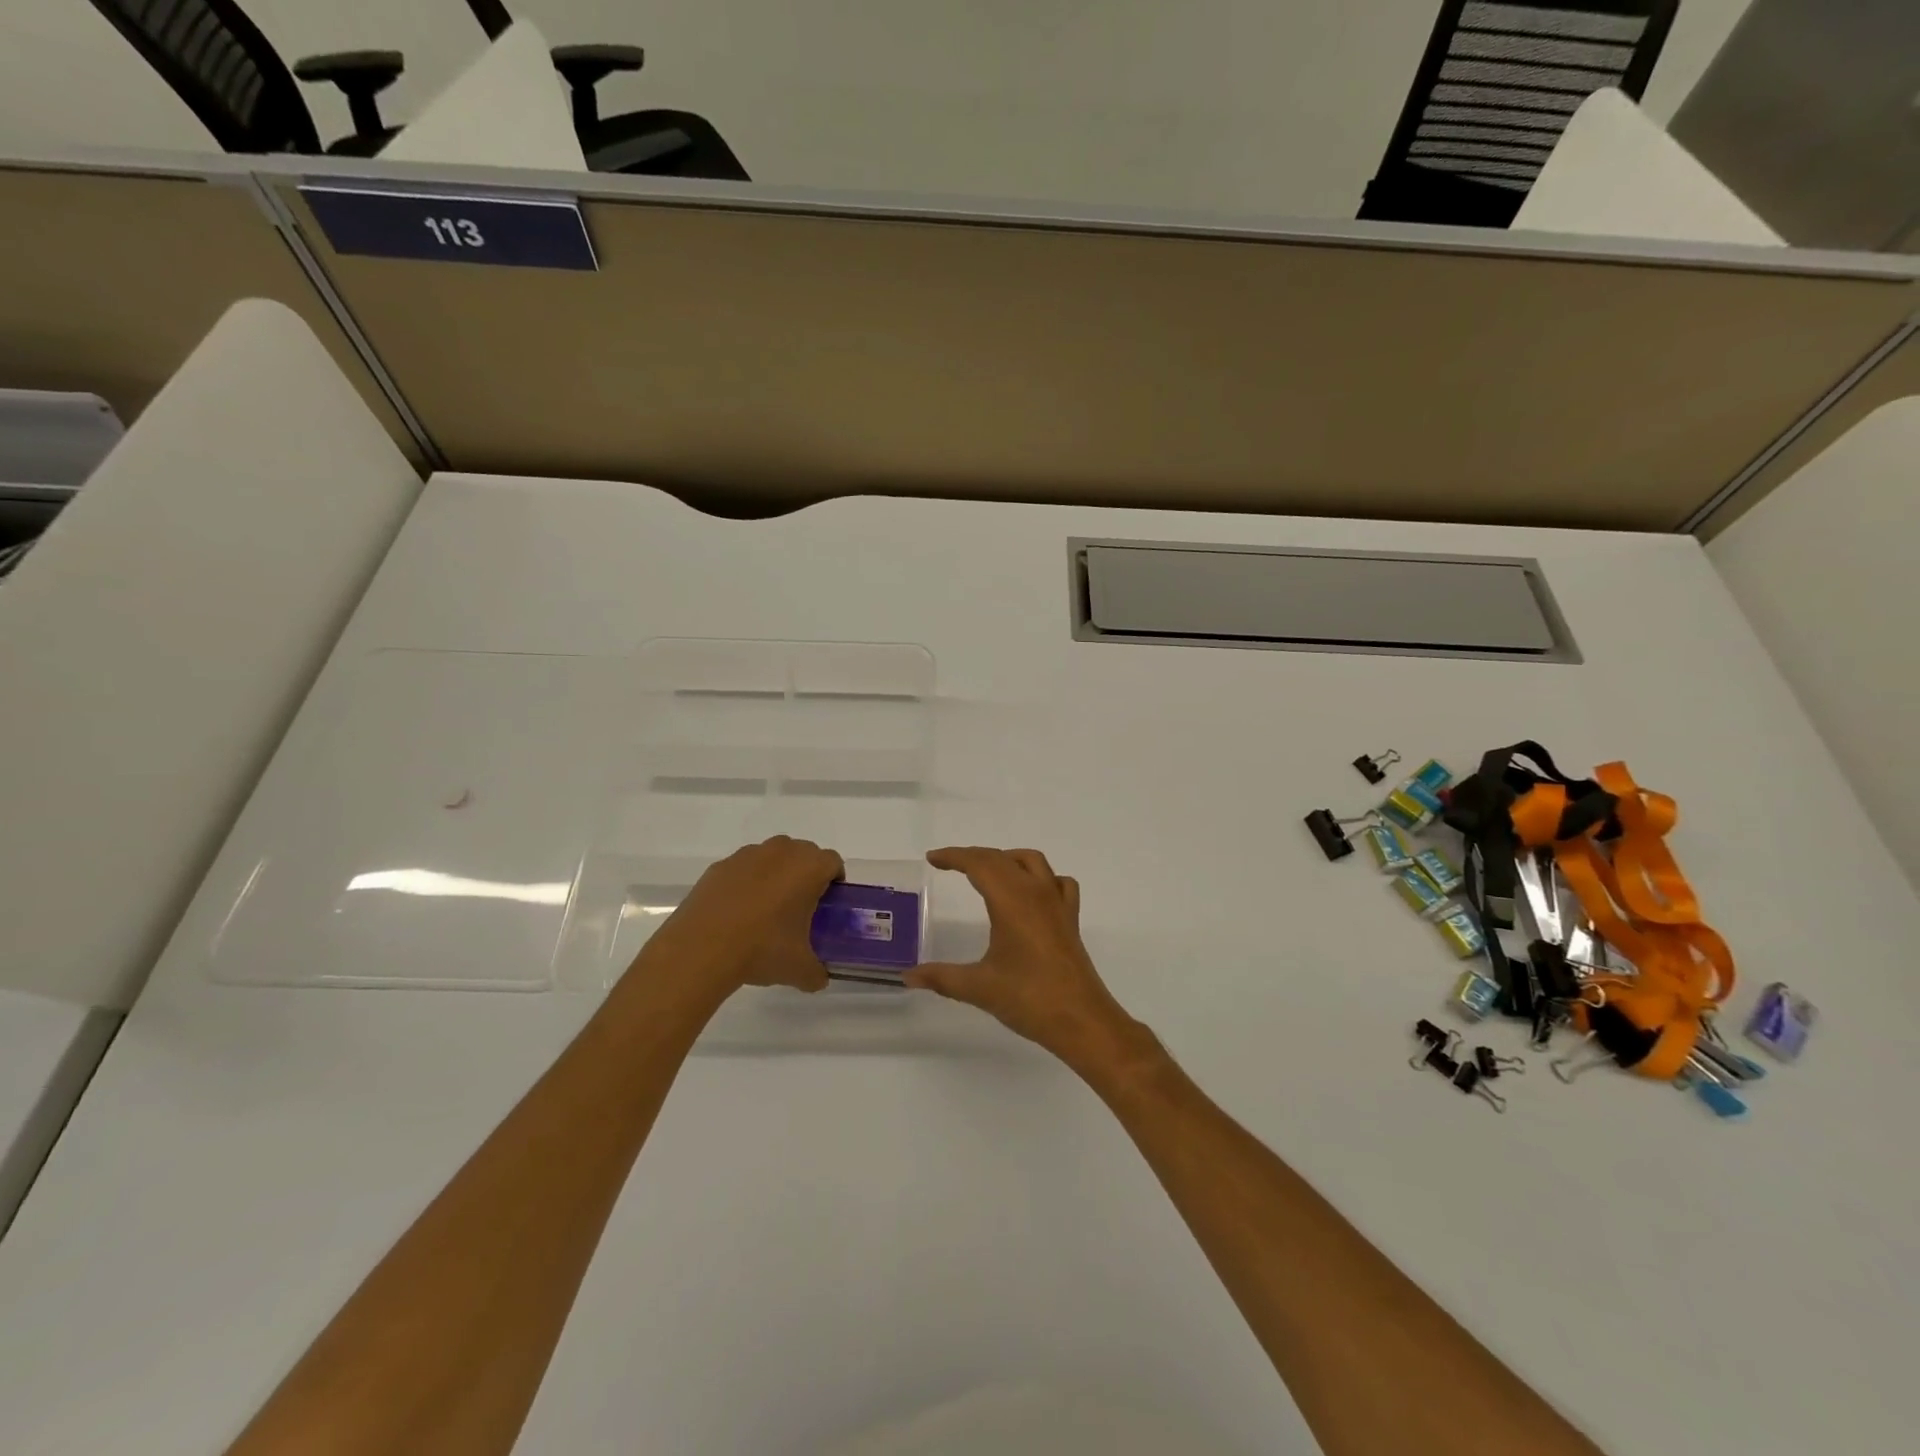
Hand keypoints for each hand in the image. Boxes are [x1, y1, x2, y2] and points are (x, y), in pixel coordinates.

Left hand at [633, 836, 843, 997]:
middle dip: (805, 874)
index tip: (827, 904)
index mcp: (808, 868)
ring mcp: (747, 855)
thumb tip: (819, 977)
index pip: (833, 862)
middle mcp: (781, 852)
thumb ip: (817, 972)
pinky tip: (737, 913)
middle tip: (800, 907)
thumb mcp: (799, 969)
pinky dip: (746, 883)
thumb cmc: (762, 949)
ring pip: (772, 857)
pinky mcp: (719, 866)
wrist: (700, 949)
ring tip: (766, 910)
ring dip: (776, 875)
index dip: (834, 881)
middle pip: (803, 854)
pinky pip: (743, 869)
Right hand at [907, 847, 1148, 1074]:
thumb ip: (941, 977)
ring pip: (1032, 862)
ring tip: (986, 872)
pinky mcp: (1070, 919)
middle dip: (974, 856)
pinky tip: (1031, 894)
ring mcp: (1057, 904)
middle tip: (949, 864)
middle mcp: (1036, 892)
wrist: (1082, 1021)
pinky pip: (1057, 882)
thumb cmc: (1029, 999)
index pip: (979, 864)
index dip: (954, 857)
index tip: (933, 858)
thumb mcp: (978, 988)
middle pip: (1002, 858)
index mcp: (1012, 900)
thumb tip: (908, 976)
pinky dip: (1040, 877)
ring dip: (1006, 859)